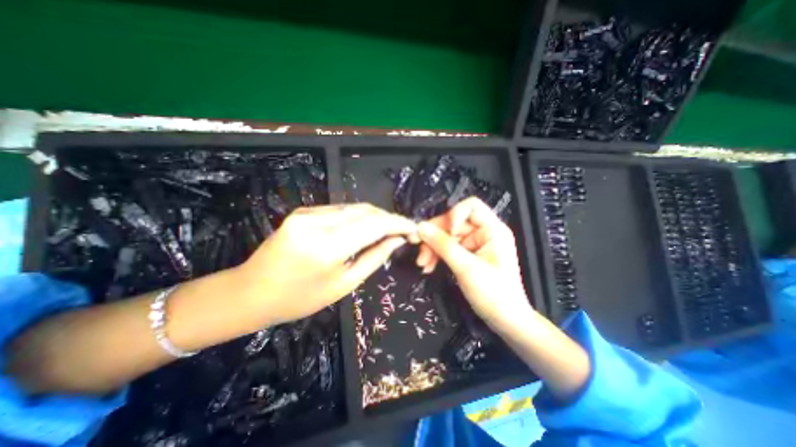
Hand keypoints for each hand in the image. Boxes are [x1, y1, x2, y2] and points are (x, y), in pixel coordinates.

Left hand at [235, 203, 419, 323]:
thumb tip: (396, 240)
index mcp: (328, 247)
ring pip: (354, 208)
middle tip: (403, 230)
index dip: (398, 223)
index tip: (414, 228)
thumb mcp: (344, 284)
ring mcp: (307, 213)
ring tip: (388, 229)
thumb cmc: (299, 299)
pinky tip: (364, 227)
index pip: (375, 224)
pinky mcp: (303, 211)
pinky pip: (340, 210)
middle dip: (389, 218)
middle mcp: (318, 222)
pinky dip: (358, 217)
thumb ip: (374, 258)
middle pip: (366, 211)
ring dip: (375, 216)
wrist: (250, 292)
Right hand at [414, 197, 529, 331]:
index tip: (442, 232)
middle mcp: (484, 233)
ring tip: (423, 264)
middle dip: (435, 236)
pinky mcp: (468, 255)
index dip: (453, 215)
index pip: (471, 206)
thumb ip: (442, 245)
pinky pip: (448, 248)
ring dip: (432, 248)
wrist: (505, 321)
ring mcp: (475, 244)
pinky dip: (437, 255)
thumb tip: (420, 227)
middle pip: (453, 222)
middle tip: (420, 251)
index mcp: (493, 230)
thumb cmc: (493, 293)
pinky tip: (428, 266)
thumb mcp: (465, 267)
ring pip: (447, 236)